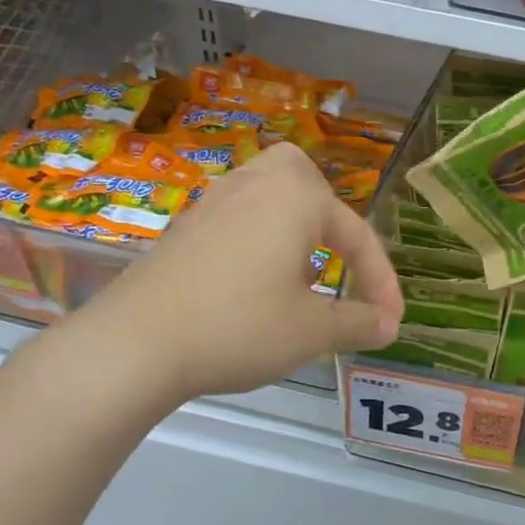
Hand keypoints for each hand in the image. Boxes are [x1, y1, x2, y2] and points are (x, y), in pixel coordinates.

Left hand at [67, 144, 402, 417]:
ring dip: (293, 226)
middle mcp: (256, 184)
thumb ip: (358, 323)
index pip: (357, 235)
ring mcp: (214, 201)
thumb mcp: (311, 331)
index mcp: (296, 198)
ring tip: (301, 274)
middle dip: (329, 216)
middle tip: (337, 256)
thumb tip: (389, 325)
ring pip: (268, 193)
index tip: (391, 321)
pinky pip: (238, 215)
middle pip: (305, 179)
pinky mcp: (185, 225)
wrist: (133, 345)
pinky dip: (259, 237)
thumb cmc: (238, 327)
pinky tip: (254, 282)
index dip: (381, 281)